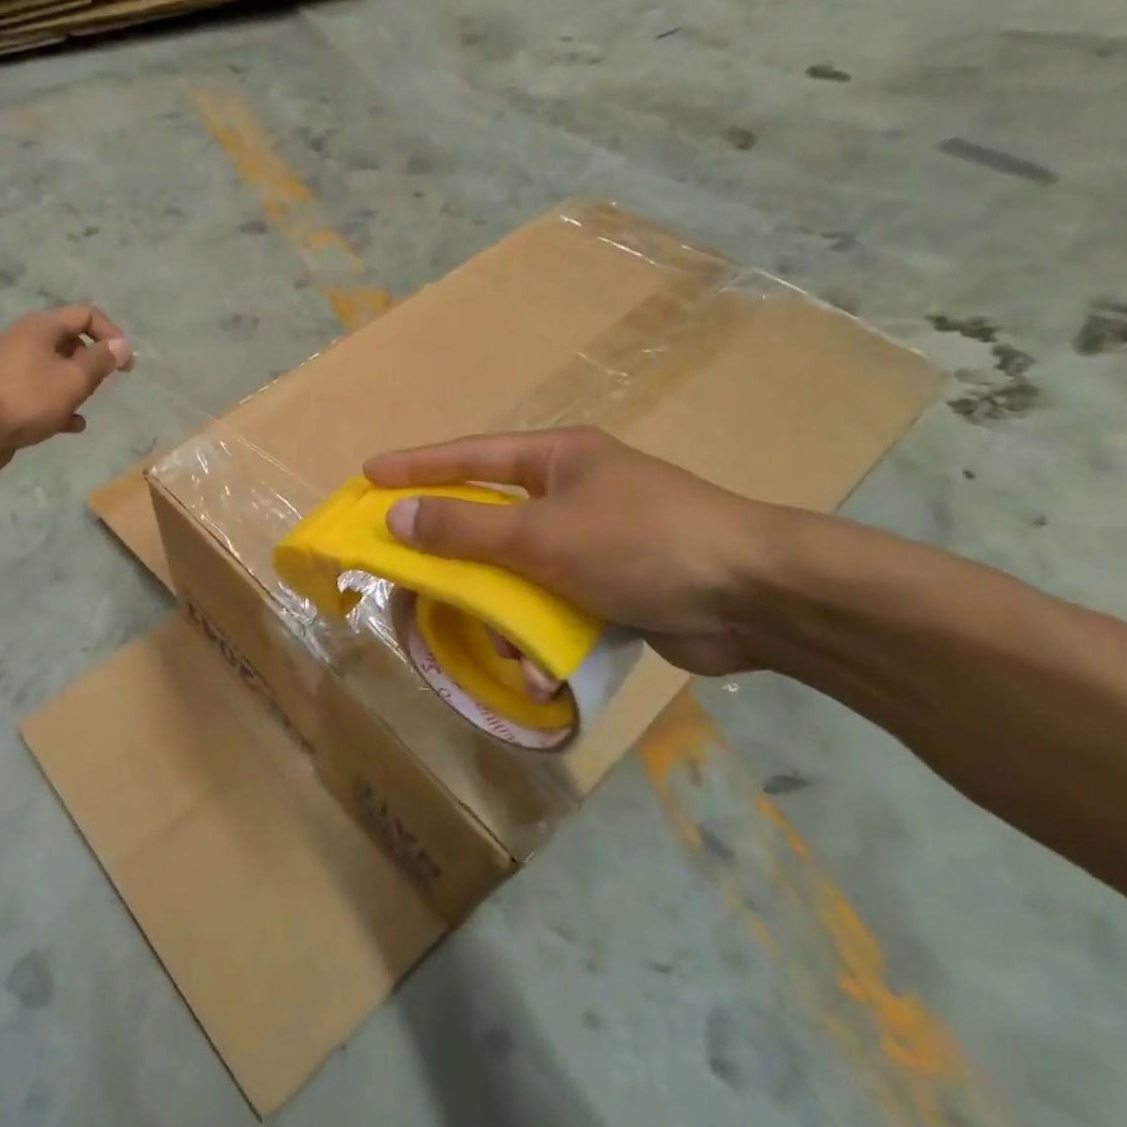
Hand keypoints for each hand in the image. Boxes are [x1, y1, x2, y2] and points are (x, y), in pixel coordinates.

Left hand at [0, 306, 132, 473]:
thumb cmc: (28, 399)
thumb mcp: (74, 380)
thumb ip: (101, 361)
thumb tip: (121, 346)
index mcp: (41, 327)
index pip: (86, 314)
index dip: (111, 334)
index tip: (125, 363)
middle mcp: (25, 340)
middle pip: (70, 340)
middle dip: (93, 361)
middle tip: (103, 384)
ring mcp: (12, 366)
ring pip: (55, 368)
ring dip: (76, 384)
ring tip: (86, 403)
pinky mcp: (5, 392)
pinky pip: (40, 391)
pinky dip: (59, 403)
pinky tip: (72, 425)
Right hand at [364, 428, 785, 675]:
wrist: (757, 598)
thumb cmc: (642, 542)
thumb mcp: (543, 533)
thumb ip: (466, 528)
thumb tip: (397, 518)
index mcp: (557, 460)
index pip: (470, 456)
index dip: (416, 466)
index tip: (369, 476)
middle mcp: (570, 494)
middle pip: (488, 519)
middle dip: (452, 551)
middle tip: (404, 569)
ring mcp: (591, 543)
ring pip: (516, 571)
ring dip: (499, 609)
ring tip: (489, 641)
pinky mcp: (610, 589)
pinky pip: (552, 606)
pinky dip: (539, 635)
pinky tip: (538, 669)